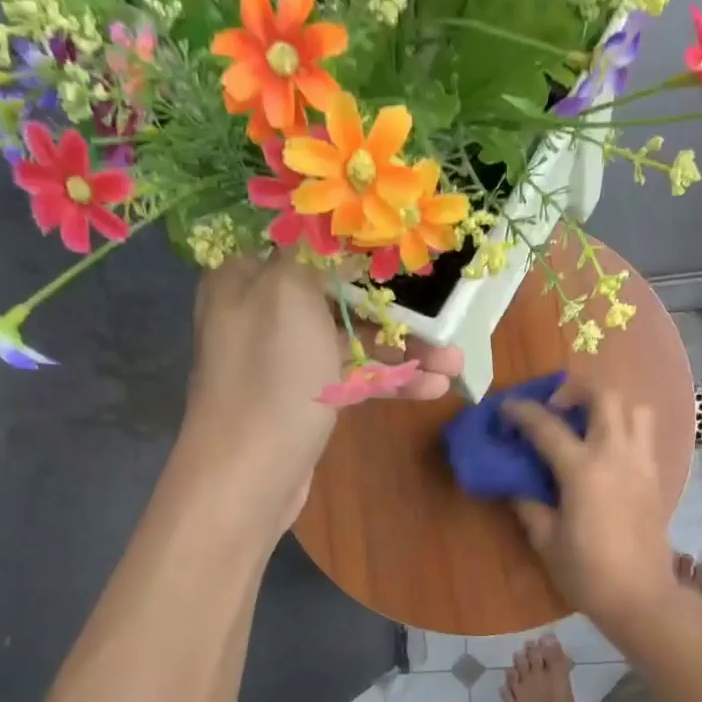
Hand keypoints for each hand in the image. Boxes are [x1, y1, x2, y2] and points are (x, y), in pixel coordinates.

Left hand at [178, 253, 459, 528]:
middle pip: (339, 294)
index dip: (358, 245)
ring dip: (404, 351)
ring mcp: (285, 360)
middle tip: (445, 314)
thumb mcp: (290, 295)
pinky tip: (432, 389)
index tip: (405, 248)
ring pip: (351, 341)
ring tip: (455, 363)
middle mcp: (262, 312)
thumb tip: (330, 224)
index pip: (307, 245)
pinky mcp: (305, 398)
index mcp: (247, 277)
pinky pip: (351, 377)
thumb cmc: (272, 376)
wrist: (249, 477)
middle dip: (396, 307)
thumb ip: (314, 252)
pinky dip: (389, 381)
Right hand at [504, 383, 678, 632]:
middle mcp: (616, 454)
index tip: (507, 408)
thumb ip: (529, 505)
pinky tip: (608, 454)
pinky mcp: (656, 477)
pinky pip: (645, 436)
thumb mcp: (546, 540)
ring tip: (589, 426)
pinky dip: (626, 429)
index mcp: (583, 469)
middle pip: (604, 396)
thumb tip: (516, 484)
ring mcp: (641, 463)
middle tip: (556, 408)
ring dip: (610, 407)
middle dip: (576, 390)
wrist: (640, 597)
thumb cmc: (587, 572)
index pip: (547, 426)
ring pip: (635, 409)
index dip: (522, 412)